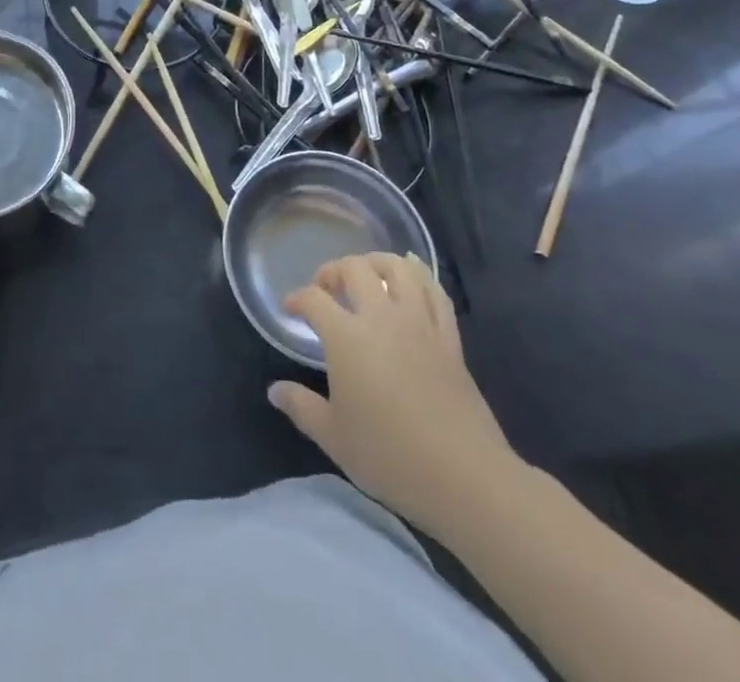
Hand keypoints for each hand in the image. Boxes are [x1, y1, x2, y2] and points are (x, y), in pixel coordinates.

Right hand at [268, 253, 522, 544]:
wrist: (464, 477)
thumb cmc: (390, 456)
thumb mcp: (334, 437)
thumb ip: (302, 407)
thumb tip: (275, 391)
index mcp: (346, 337)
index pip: (314, 299)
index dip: (297, 298)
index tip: (290, 309)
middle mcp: (381, 317)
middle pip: (354, 269)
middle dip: (334, 271)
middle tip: (326, 289)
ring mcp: (419, 324)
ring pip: (398, 269)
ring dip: (376, 262)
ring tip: (366, 274)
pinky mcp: (449, 338)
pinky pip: (435, 292)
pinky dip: (420, 275)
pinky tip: (411, 274)